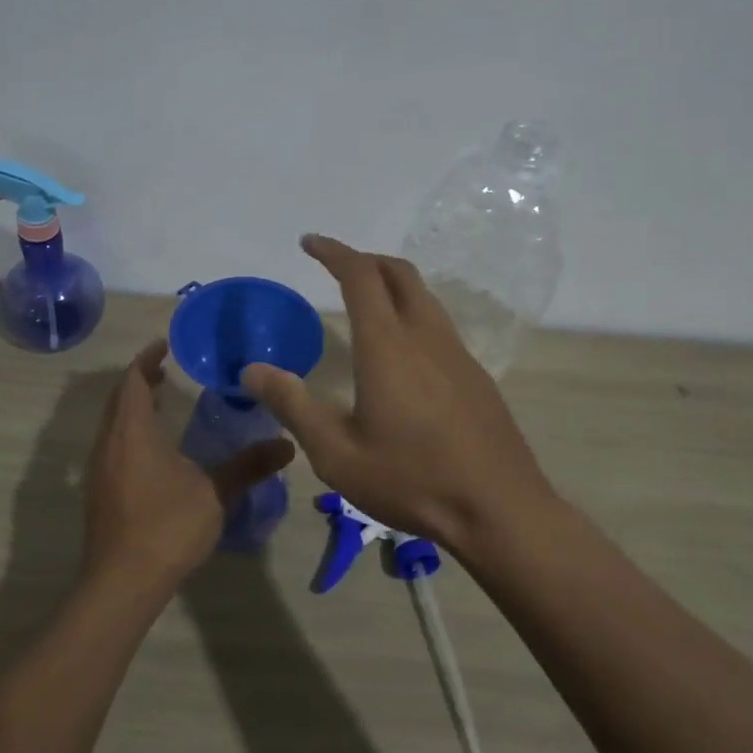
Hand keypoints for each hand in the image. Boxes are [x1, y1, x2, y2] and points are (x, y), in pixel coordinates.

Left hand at [83, 340, 295, 592]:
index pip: (134, 381)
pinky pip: (113, 445)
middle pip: (120, 399)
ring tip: (162, 403)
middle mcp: (109, 443)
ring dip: (134, 407)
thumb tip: (288, 445)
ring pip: (113, 424)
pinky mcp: (99, 492)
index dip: (147, 359)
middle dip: (141, 381)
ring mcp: (100, 469)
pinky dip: (130, 431)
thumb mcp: (215, 493)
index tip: (164, 345)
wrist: (121, 582)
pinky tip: (154, 450)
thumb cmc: (167, 527)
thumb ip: (248, 466)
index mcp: (132, 432)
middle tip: (167, 370)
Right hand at [241, 235, 554, 556]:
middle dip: (365, 259)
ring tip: (365, 301)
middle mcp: (425, 336)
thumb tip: (252, 370)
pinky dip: (412, 312)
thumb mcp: (337, 453)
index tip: (309, 243)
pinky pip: (438, 324)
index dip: (334, 252)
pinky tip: (401, 351)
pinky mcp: (475, 375)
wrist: (499, 509)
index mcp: (388, 346)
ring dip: (392, 284)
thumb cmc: (412, 479)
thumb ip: (293, 406)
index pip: (360, 275)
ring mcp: (457, 354)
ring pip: (424, 296)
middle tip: (336, 266)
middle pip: (399, 273)